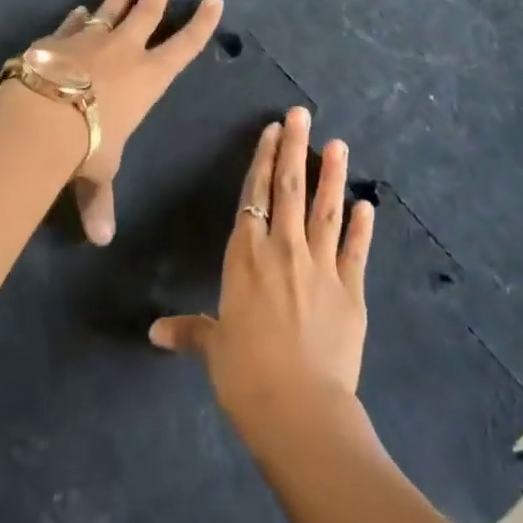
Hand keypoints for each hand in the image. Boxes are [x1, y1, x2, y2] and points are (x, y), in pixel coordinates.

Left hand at [34, 0, 222, 245]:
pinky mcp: (57, 40)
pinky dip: (78, 17)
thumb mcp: (98, 174)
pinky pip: (73, 24)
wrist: (40, 118)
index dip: (201, 23)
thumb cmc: (85, 146)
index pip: (184, 46)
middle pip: (147, 11)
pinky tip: (79, 9)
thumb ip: (100, 201)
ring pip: (110, 9)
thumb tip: (101, 239)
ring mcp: (89, 41)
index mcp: (148, 79)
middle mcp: (124, 53)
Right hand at [149, 108, 375, 432]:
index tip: (272, 130)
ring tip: (339, 144)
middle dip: (295, 148)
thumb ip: (190, 331)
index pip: (253, 196)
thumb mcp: (214, 348)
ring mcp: (321, 267)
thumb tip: (155, 332)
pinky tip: (368, 205)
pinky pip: (356, 250)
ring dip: (333, 175)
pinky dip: (364, 227)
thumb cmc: (245, 374)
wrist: (299, 407)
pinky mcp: (351, 290)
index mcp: (246, 257)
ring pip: (326, 210)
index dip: (262, 161)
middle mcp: (283, 250)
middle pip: (289, 189)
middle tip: (303, 114)